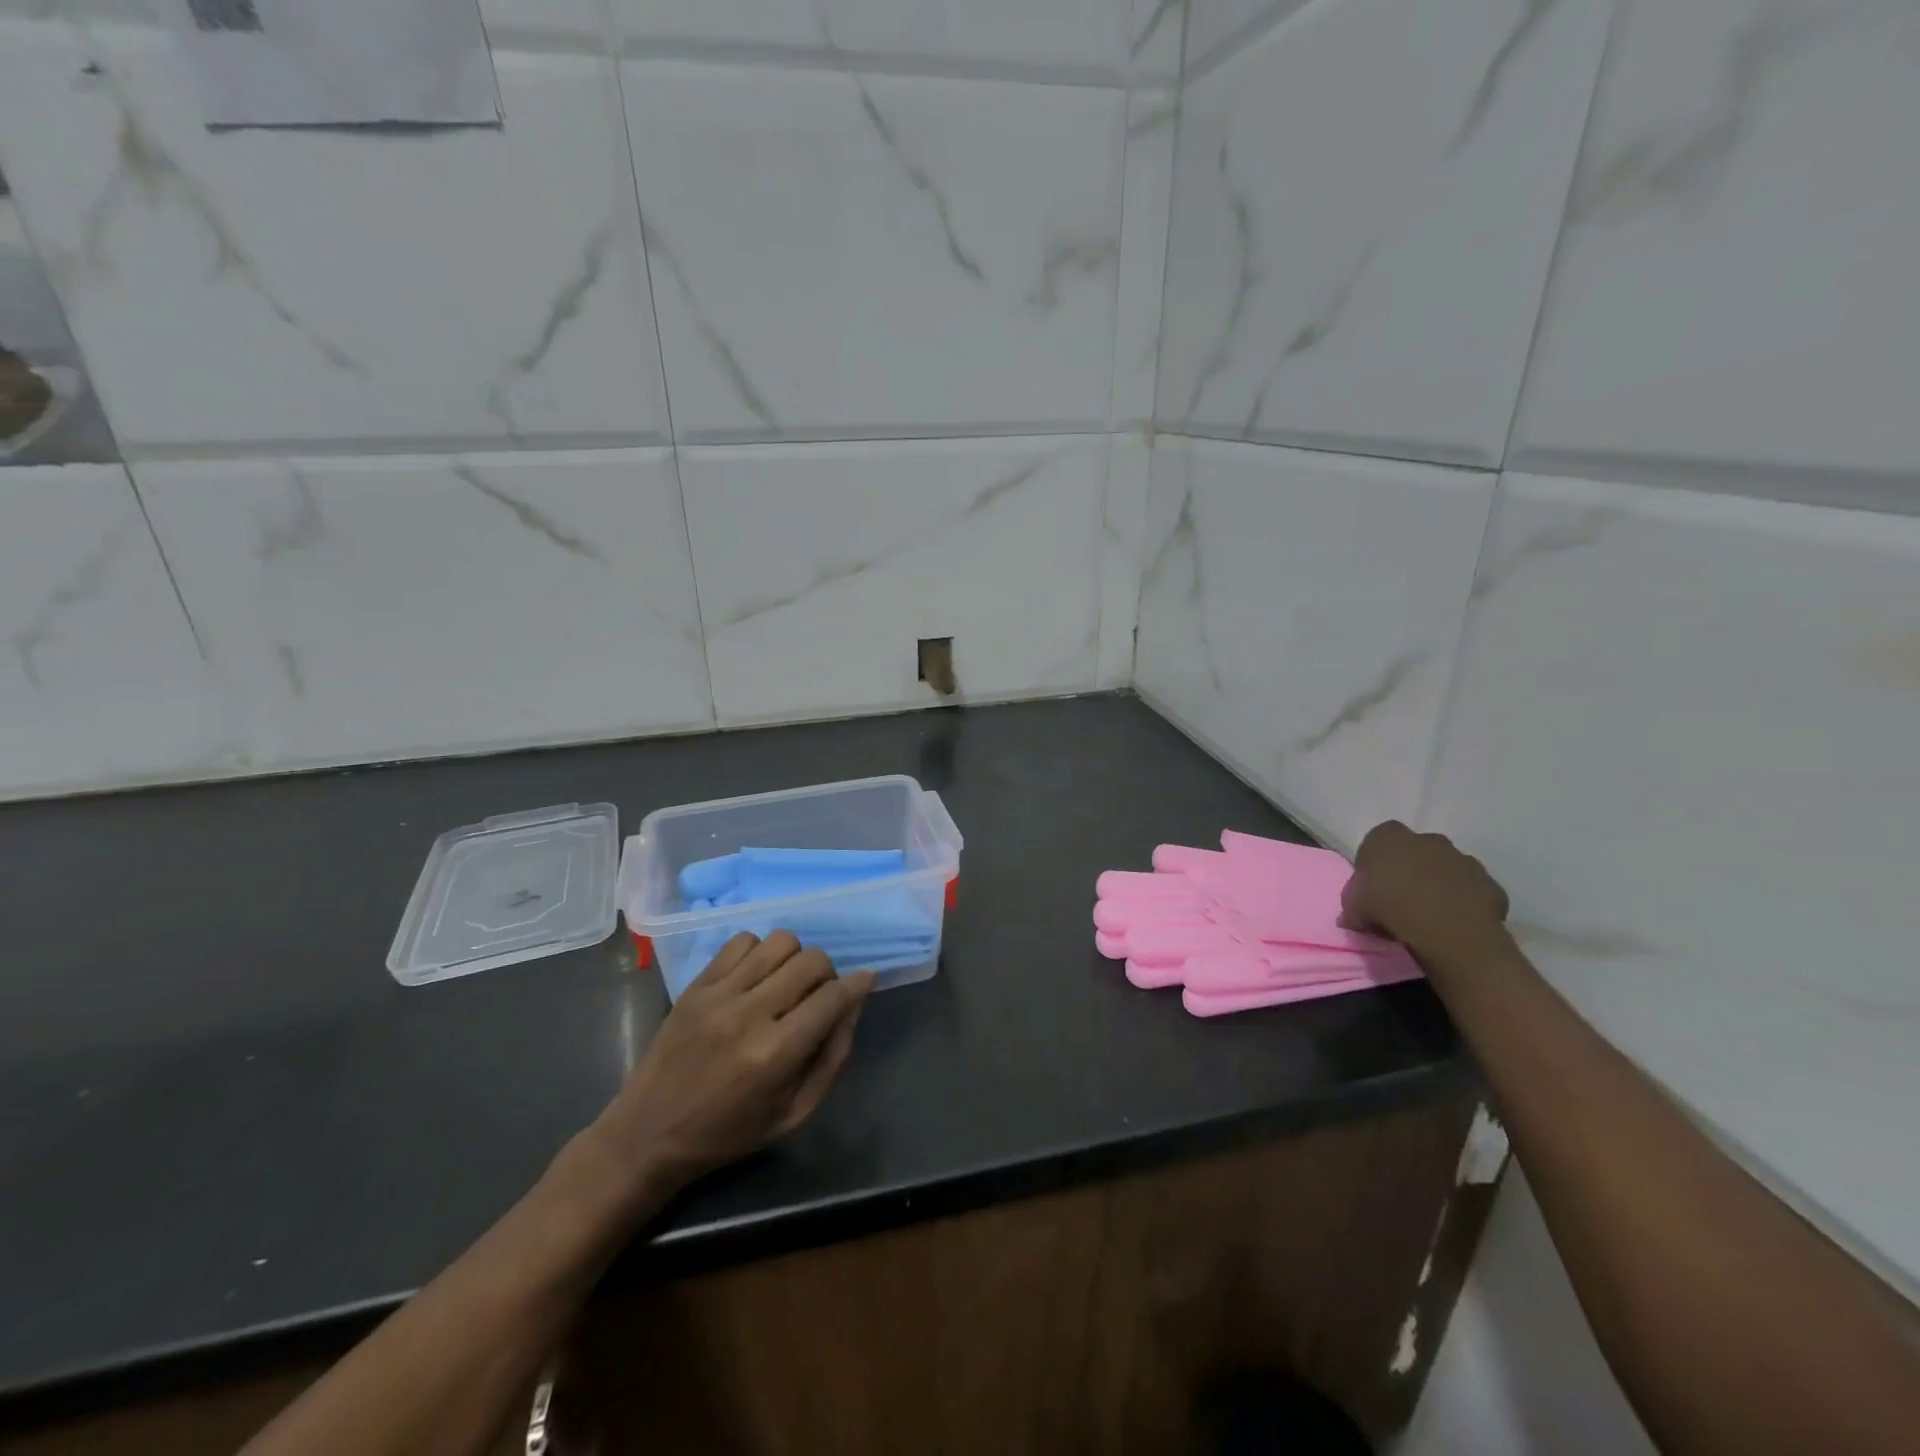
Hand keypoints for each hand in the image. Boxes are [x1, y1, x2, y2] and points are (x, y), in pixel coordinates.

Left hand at [593, 932, 874, 1192]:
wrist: (647, 1134)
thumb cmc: (727, 1134)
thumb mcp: (793, 1114)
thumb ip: (832, 1058)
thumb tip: (853, 1005)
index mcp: (775, 1054)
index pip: (833, 997)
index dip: (858, 984)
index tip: (866, 980)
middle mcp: (749, 1015)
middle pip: (811, 961)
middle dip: (827, 974)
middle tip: (818, 995)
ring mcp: (718, 994)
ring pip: (780, 942)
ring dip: (794, 959)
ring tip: (785, 983)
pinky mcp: (696, 985)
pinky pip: (742, 941)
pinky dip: (759, 952)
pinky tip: (755, 977)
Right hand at [1340, 821, 1509, 962]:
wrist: (1446, 929)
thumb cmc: (1388, 907)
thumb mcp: (1353, 907)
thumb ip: (1354, 904)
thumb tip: (1353, 916)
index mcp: (1389, 837)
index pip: (1379, 838)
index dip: (1376, 861)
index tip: (1374, 884)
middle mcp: (1428, 839)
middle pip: (1418, 850)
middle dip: (1412, 868)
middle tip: (1403, 898)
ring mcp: (1464, 859)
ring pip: (1449, 868)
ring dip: (1441, 884)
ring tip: (1431, 914)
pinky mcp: (1489, 884)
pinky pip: (1473, 891)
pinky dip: (1466, 902)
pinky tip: (1456, 922)